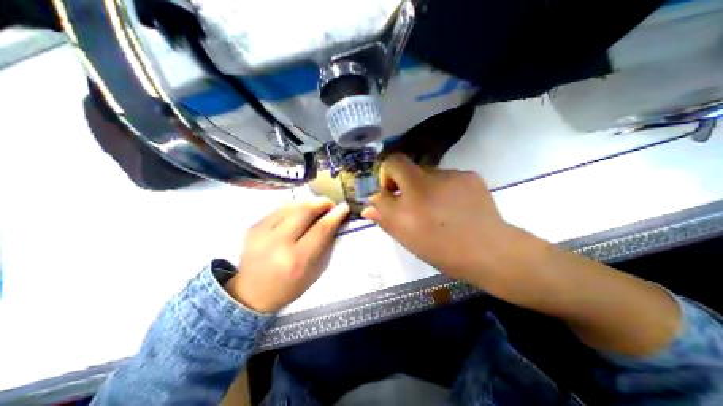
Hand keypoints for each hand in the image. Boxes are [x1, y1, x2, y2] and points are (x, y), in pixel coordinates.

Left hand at [225, 199, 350, 312]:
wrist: (252, 294)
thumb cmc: (289, 286)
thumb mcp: (314, 271)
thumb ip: (325, 244)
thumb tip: (333, 220)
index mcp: (297, 260)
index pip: (321, 228)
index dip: (335, 215)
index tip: (344, 207)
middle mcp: (278, 243)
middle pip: (305, 210)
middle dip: (321, 203)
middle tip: (329, 205)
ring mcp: (262, 233)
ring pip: (291, 205)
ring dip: (308, 203)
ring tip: (315, 207)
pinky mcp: (253, 227)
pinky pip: (278, 208)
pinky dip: (293, 207)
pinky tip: (298, 212)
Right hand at [362, 156, 525, 284]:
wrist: (488, 251)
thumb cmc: (439, 246)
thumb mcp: (404, 234)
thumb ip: (383, 214)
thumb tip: (369, 205)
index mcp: (413, 186)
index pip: (392, 162)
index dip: (387, 176)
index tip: (392, 194)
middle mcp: (432, 174)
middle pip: (410, 170)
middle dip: (406, 186)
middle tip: (414, 208)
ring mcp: (454, 174)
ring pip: (430, 176)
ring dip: (426, 189)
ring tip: (437, 212)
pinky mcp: (471, 177)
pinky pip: (449, 179)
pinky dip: (445, 190)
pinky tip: (454, 209)